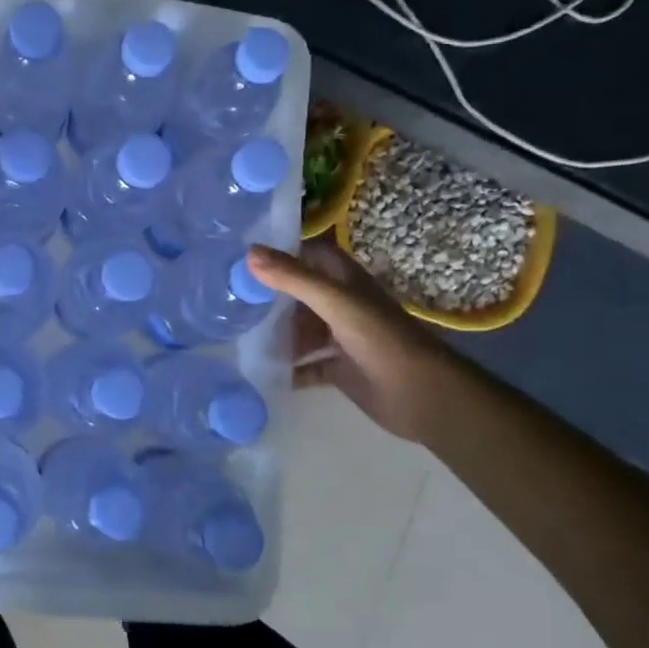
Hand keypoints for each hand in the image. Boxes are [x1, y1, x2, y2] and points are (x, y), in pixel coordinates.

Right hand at [247, 239, 452, 442]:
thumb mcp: (335, 303)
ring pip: (300, 330)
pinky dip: (285, 368)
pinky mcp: (338, 369)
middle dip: (269, 295)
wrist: (421, 395)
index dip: (281, 252)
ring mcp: (340, 338)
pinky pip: (305, 365)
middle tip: (227, 297)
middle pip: (300, 294)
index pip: (309, 255)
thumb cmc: (381, 339)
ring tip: (235, 334)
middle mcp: (342, 305)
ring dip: (275, 333)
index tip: (242, 255)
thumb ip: (294, 279)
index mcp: (345, 282)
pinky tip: (259, 370)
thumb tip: (249, 253)